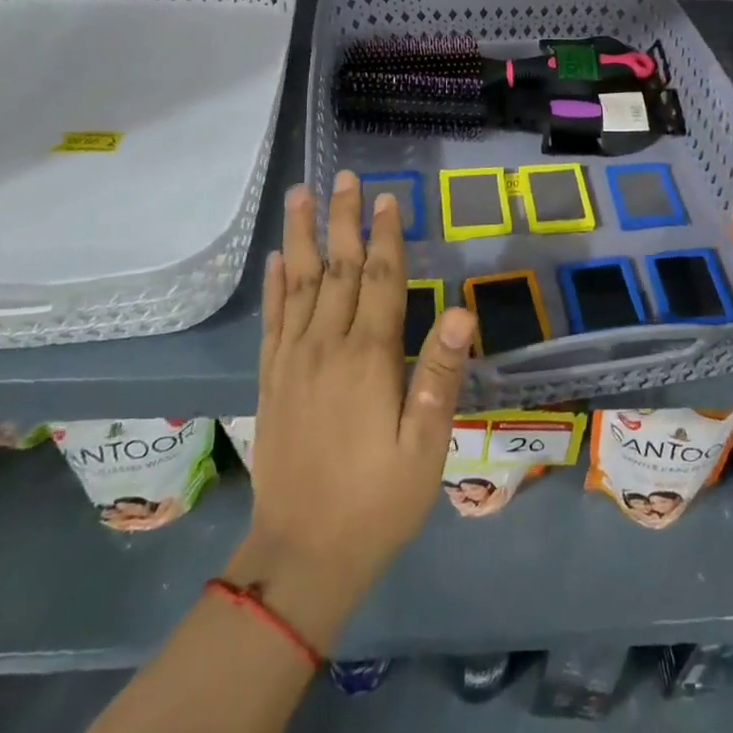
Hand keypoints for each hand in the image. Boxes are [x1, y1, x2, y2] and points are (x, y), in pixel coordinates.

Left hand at [225, 172, 477, 650]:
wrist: (302, 556)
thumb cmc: (378, 502)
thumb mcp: (425, 447)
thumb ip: (441, 375)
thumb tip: (460, 310)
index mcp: (369, 358)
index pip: (381, 280)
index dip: (387, 235)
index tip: (389, 197)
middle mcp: (326, 347)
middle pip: (338, 269)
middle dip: (344, 219)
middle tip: (344, 177)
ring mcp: (293, 361)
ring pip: (300, 283)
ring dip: (302, 235)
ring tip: (300, 195)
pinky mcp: (272, 380)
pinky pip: (273, 320)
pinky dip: (275, 284)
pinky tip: (277, 259)